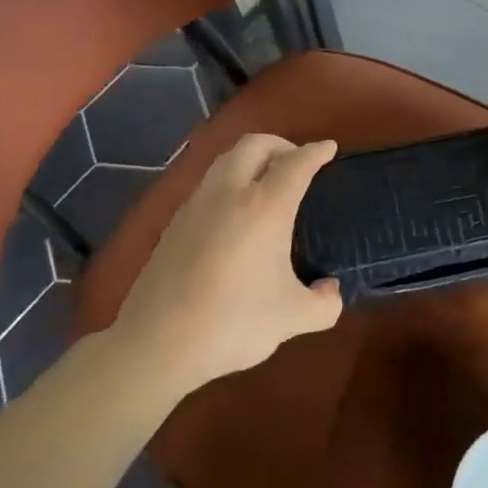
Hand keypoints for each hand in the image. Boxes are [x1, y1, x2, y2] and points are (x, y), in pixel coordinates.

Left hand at [112, 134, 342, 391]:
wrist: (158, 343)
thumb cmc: (234, 322)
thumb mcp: (294, 317)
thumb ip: (324, 303)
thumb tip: (330, 290)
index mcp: (264, 207)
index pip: (296, 164)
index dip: (316, 152)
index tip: (328, 148)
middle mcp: (229, 194)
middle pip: (254, 145)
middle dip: (280, 144)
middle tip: (297, 161)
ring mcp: (196, 206)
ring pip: (225, 161)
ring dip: (250, 159)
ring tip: (265, 181)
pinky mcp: (173, 224)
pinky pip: (208, 185)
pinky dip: (229, 182)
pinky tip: (233, 212)